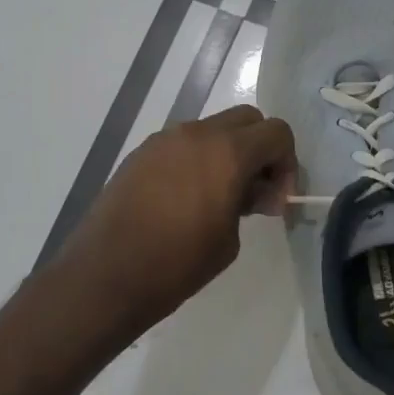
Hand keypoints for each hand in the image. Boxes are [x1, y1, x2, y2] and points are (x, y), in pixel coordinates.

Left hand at [55, 106, 295, 340]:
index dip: (287, 163)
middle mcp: (197, 133)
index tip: (276, 198)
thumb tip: (254, 191)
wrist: (106, 274)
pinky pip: (182, 144)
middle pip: (246, 120)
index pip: (276, 132)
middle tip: (255, 191)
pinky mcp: (141, 152)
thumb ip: (249, 203)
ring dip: (227, 152)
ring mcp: (164, 139)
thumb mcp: (229, 239)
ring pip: (212, 129)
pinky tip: (185, 198)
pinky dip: (197, 159)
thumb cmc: (177, 264)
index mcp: (227, 152)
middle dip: (259, 149)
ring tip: (218, 198)